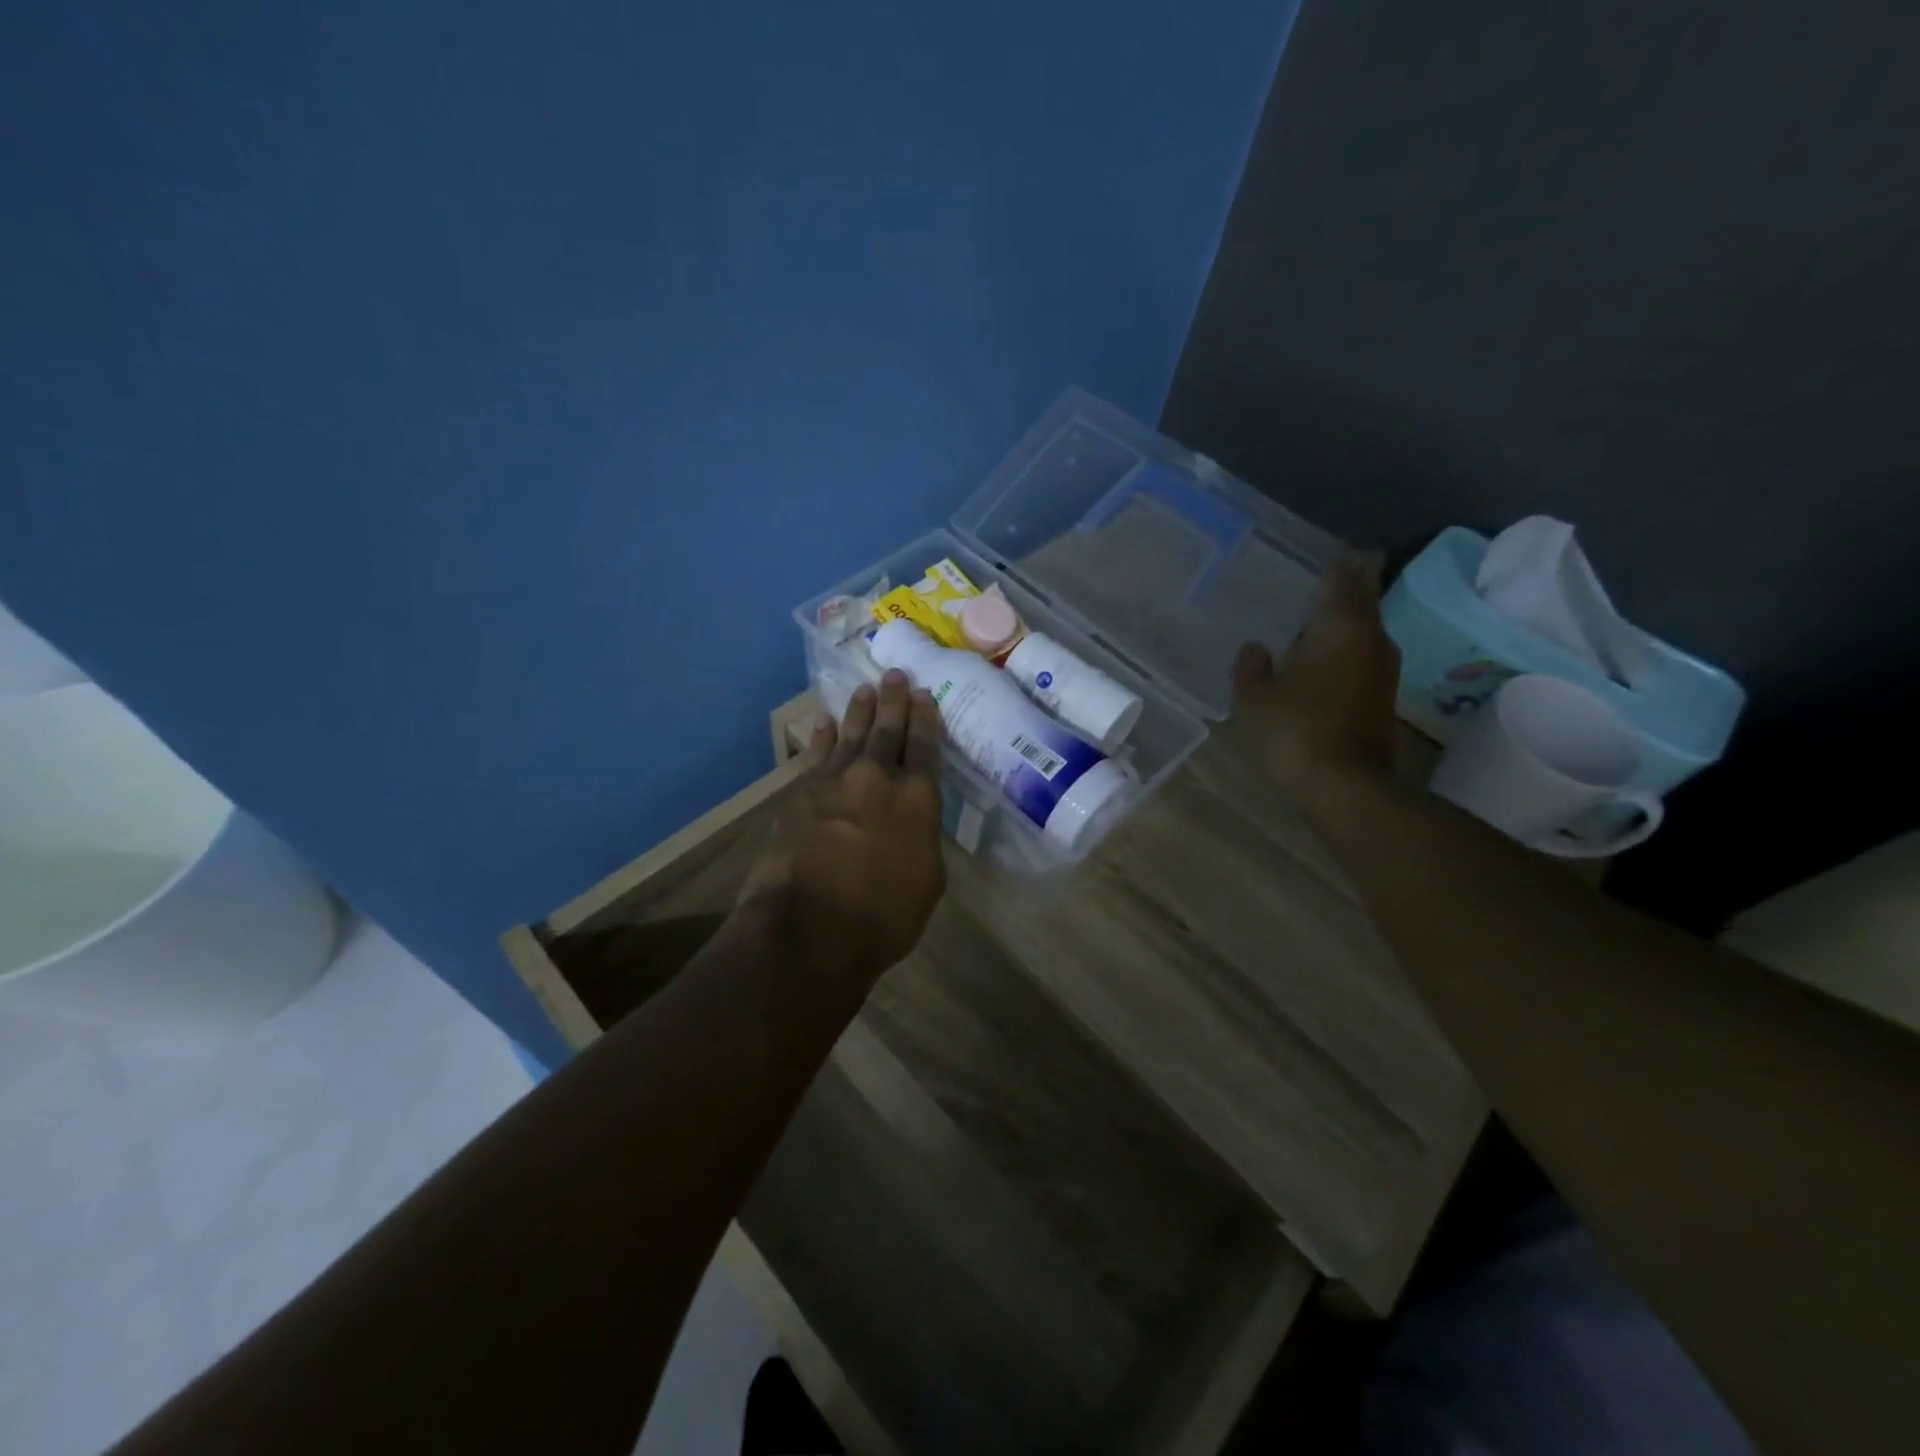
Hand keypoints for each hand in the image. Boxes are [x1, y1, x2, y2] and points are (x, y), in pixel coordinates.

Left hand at [739, 671, 946, 983]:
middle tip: (896, 676)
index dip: (926, 718)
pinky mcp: (801, 793)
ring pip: (852, 734)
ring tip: (866, 688)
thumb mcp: (928, 880)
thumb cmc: (883, 916)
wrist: (809, 927)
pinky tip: (826, 722)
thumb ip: (922, 838)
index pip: (925, 746)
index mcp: (918, 798)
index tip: (925, 695)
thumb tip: (911, 820)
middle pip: (888, 729)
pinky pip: (817, 754)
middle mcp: (879, 777)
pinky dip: (823, 736)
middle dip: (894, 701)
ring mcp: (836, 781)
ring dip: (860, 710)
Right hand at [1231, 557, 1400, 793]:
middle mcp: (1371, 639)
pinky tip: (1325, 654)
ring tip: (1321, 611)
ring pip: (1367, 628)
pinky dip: (1348, 645)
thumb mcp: (1255, 698)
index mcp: (1340, 628)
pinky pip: (1364, 654)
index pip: (1342, 579)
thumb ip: (1251, 667)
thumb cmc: (1296, 731)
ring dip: (1349, 617)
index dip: (1337, 561)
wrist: (1345, 785)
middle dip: (1351, 582)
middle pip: (1364, 598)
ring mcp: (1382, 669)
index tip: (1331, 548)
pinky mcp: (1382, 695)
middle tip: (1332, 569)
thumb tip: (1255, 649)